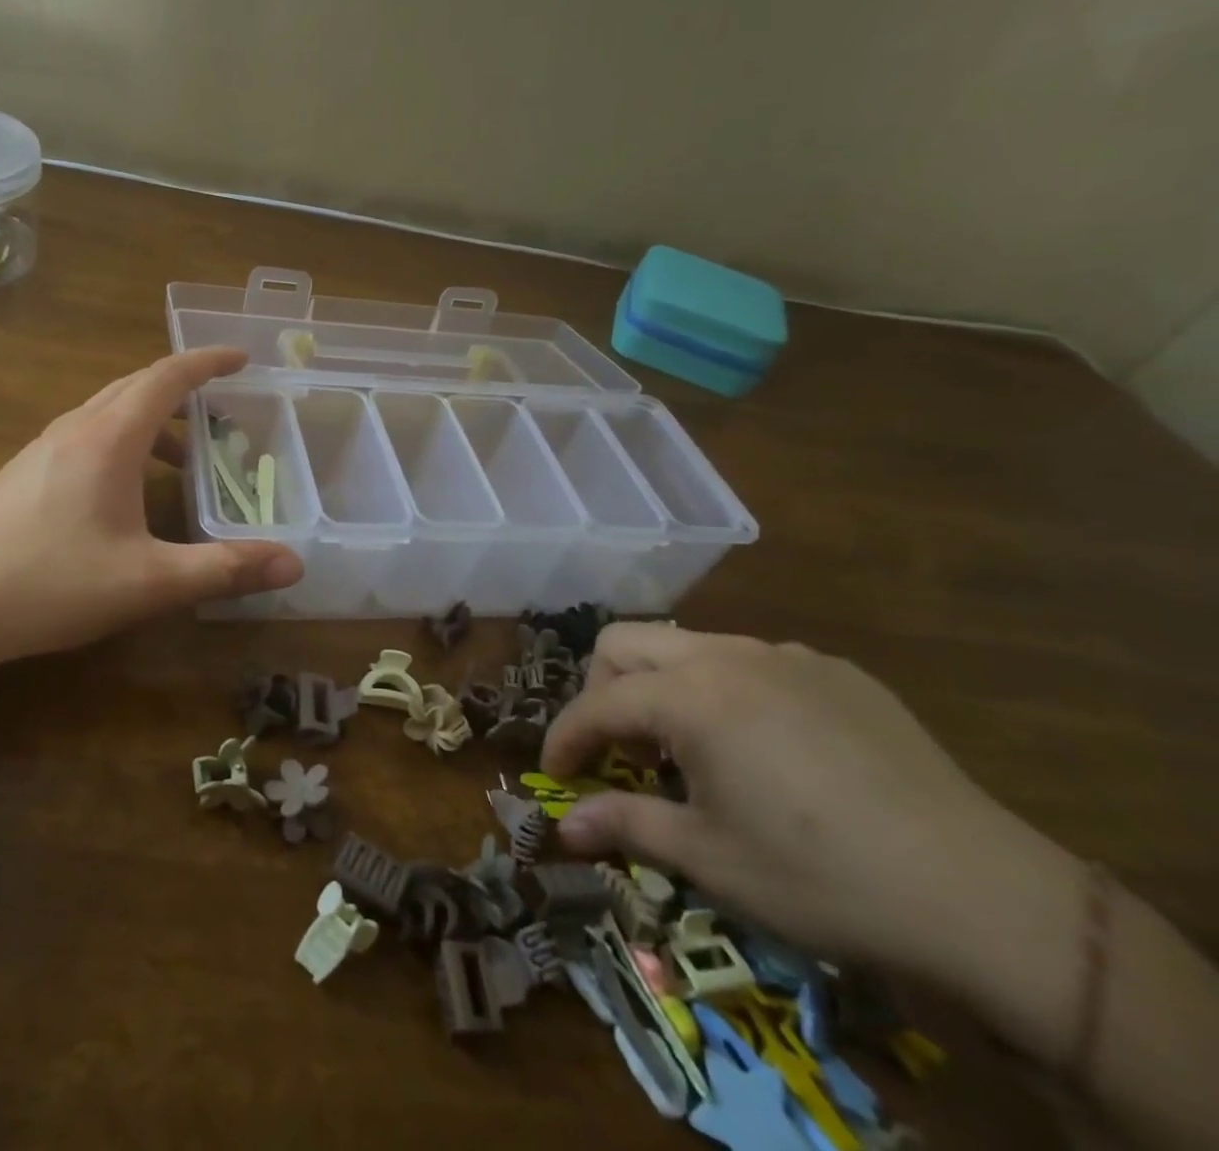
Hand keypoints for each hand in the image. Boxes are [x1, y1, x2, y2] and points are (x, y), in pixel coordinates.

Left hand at [0, 347, 302, 664]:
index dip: (207, 362)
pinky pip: (86, 436)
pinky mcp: (24, 472)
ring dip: (151, 420)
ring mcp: (43, 448)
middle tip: (222, 407)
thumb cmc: (50, 583)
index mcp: (109, 438)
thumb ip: (222, 569)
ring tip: (183, 458)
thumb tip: (294, 565)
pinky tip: (126, 490)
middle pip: (136, 386)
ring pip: (108, 411)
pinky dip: (122, 441)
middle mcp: (75, 429)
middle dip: (183, 388)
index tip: (242, 358)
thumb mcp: (148, 582)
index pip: (166, 377)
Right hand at [541, 624, 1079, 986]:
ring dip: (664, 688)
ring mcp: (787, 656)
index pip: (597, 703)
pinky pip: (753, 662)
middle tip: (615, 750)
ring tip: (690, 751)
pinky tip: (766, 749)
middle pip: (626, 644)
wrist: (985, 897)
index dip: (565, 739)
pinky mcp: (837, 671)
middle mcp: (727, 655)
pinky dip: (728, 693)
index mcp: (690, 696)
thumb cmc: (822, 878)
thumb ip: (626, 826)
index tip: (555, 776)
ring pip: (688, 646)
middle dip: (602, 691)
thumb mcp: (710, 859)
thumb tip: (563, 828)